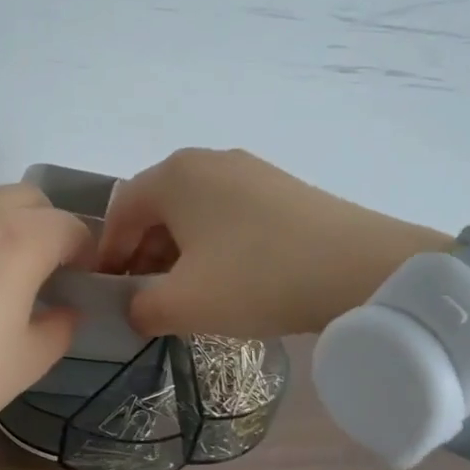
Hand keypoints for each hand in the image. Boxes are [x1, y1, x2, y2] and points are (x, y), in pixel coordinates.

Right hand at [95, 148, 449, 337]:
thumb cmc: (256, 279)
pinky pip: (228, 213)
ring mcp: (249, 170)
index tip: (110, 293)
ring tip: (188, 293)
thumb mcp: (183, 305)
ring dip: (178, 252)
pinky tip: (228, 278)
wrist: (362, 270)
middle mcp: (207, 161)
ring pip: (193, 212)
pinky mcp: (281, 187)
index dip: (107, 255)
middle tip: (146, 297)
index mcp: (174, 175)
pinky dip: (213, 244)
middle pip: (156, 208)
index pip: (120, 211)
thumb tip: (135, 309)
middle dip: (143, 254)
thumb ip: (139, 309)